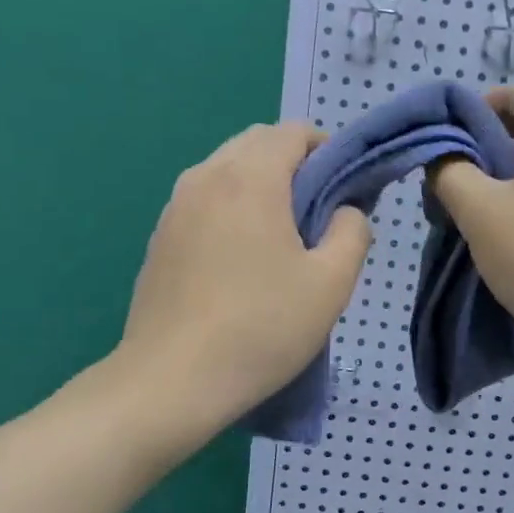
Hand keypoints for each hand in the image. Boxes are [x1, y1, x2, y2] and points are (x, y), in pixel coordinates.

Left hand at [116, 122, 370, 426]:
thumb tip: (347, 212)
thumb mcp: (332, 283)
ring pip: (227, 171)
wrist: (172, 381)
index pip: (293, 132)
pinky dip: (233, 208)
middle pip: (257, 144)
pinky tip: (245, 260)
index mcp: (249, 178)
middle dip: (295, 164)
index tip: (347, 189)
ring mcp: (175, 207)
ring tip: (284, 238)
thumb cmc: (262, 327)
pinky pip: (206, 201)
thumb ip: (353, 232)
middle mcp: (205, 177)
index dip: (328, 150)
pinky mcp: (160, 238)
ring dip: (262, 186)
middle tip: (320, 214)